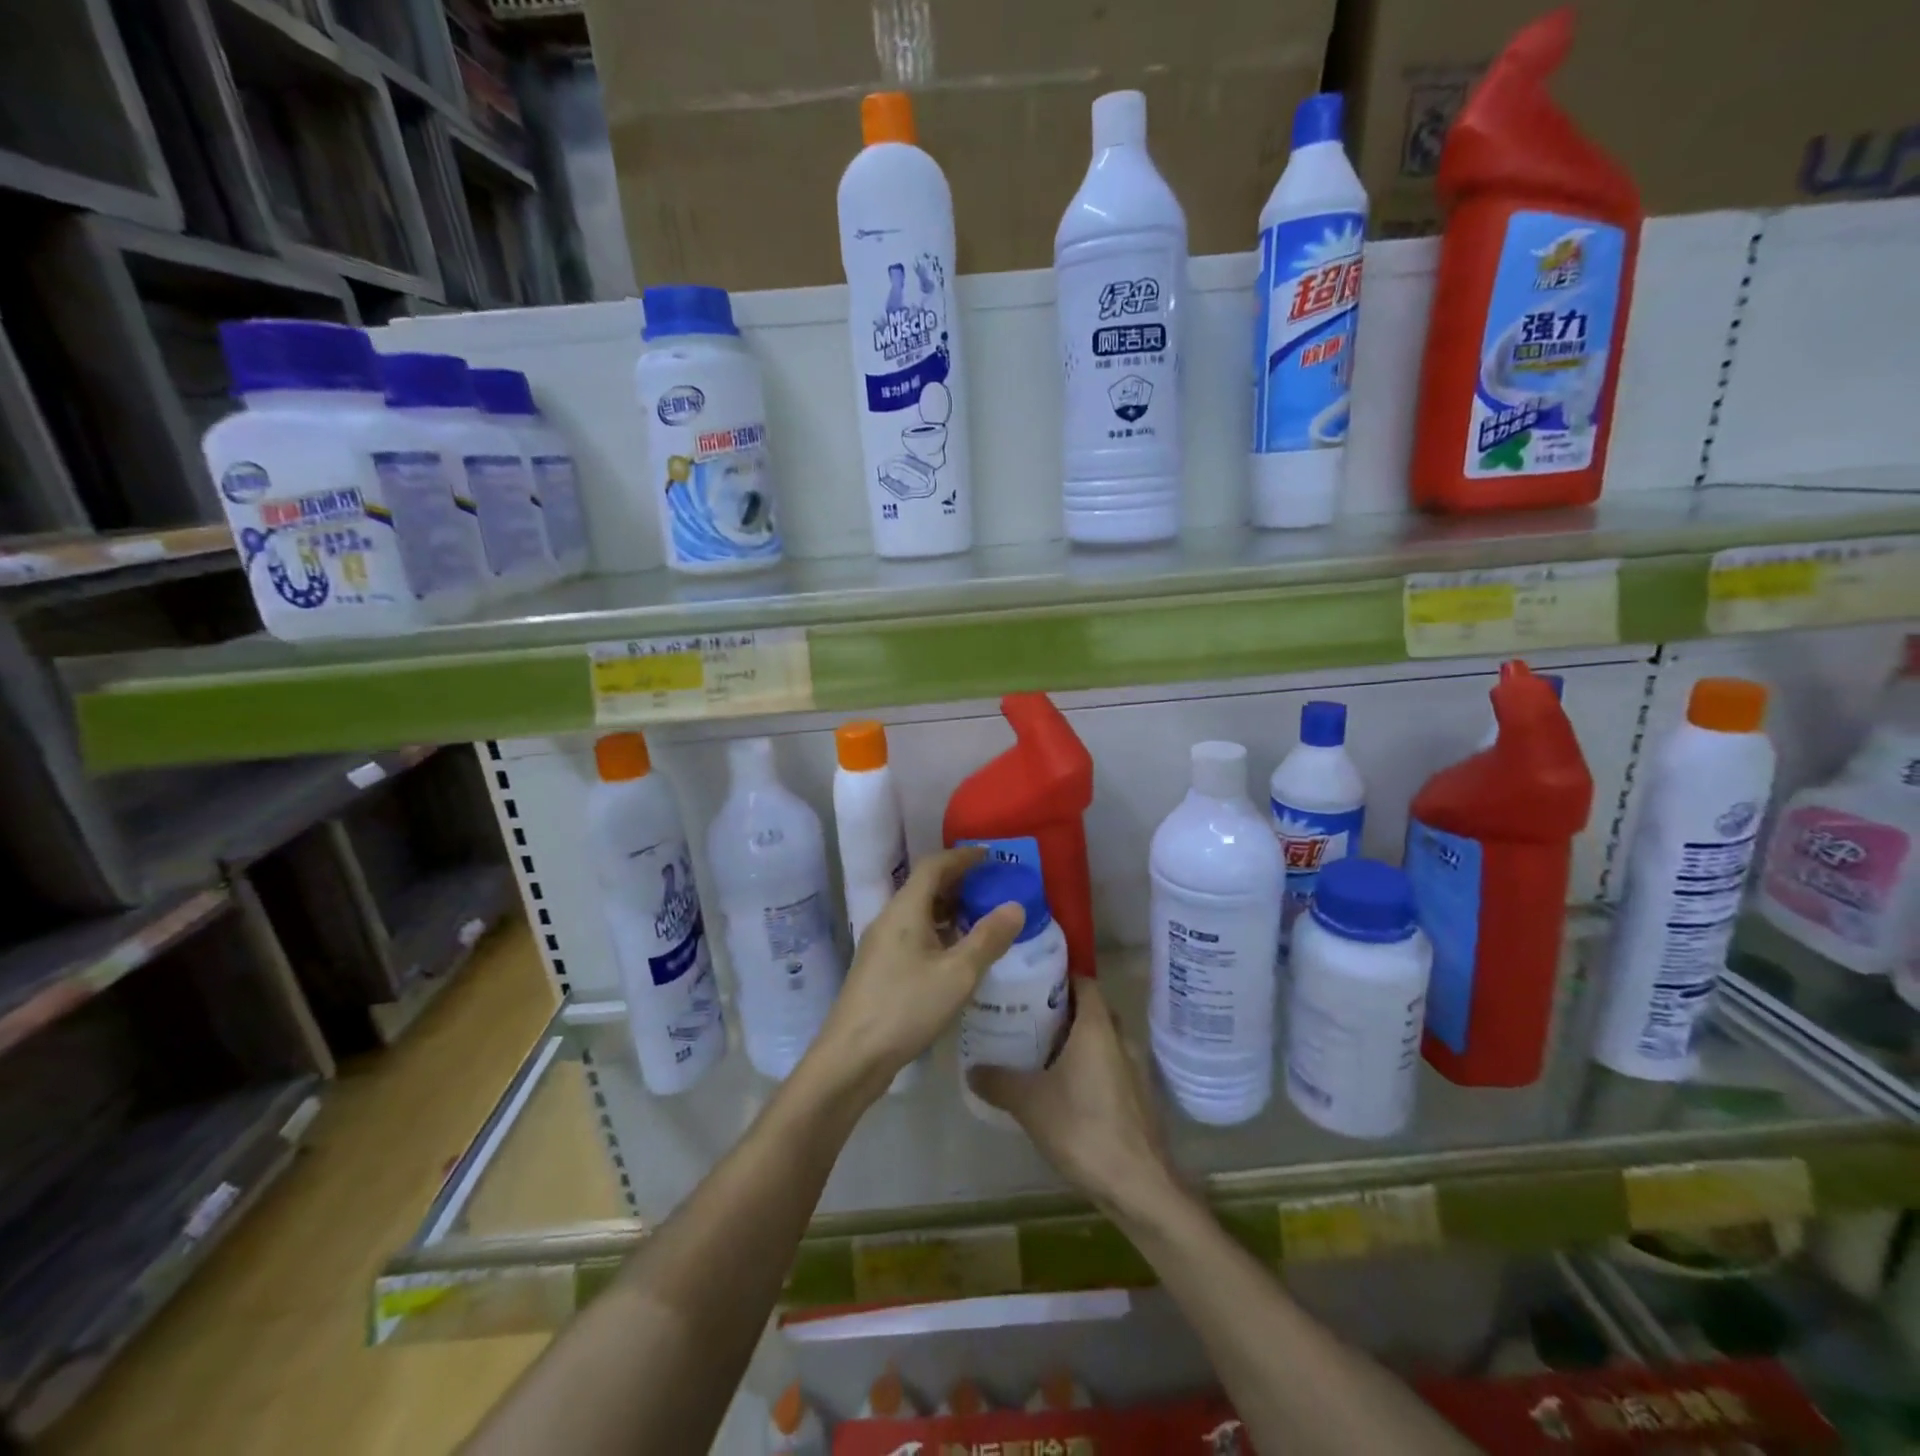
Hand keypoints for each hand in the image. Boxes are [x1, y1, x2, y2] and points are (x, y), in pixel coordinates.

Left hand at [811, 846, 1023, 1101]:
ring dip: (949, 909)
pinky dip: (938, 932)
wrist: (852, 1057)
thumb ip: (988, 938)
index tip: (991, 856)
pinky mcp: (879, 968)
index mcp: (905, 909)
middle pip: (925, 886)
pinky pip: (913, 934)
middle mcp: (889, 919)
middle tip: (992, 886)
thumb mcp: (957, 974)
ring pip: (919, 912)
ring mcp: (881, 944)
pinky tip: (957, 954)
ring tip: (982, 918)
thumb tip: (1015, 905)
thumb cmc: (906, 1007)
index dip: (962, 857)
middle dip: (959, 882)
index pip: (934, 866)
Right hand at [968, 979, 1175, 1213]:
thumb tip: (971, 1069)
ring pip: (1102, 1040)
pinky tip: (1063, 1087)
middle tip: (1028, 1015)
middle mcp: (1121, 1038)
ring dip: (1076, 1041)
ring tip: (1039, 1050)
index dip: (1059, 976)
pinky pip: (1110, 1065)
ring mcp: (1134, 1069)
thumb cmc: (1083, 1129)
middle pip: (1092, 1009)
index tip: (1031, 980)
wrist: (1139, 1187)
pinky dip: (1088, 1066)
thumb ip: (998, 1081)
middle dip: (1063, 1009)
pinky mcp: (1138, 1097)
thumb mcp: (1030, 1103)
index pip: (1083, 981)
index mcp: (1098, 1026)